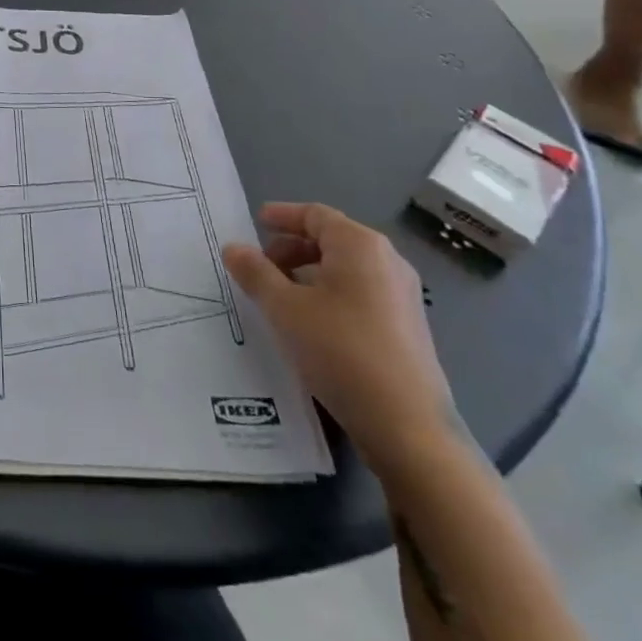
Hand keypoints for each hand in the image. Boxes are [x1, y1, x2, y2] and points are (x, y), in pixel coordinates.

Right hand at [223, 203, 454, 465]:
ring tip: (280, 296)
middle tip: (261, 265)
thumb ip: (255, 273)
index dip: (283, 215)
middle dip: (292, 247)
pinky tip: (310, 322)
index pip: (315, 215)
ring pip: (346, 269)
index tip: (256, 222)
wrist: (408, 426)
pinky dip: (330, 294)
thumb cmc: (341, 350)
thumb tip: (233, 247)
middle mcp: (387, 262)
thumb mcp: (284, 308)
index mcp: (360, 246)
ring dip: (309, 273)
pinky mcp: (407, 327)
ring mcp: (402, 295)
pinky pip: (360, 293)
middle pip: (332, 239)